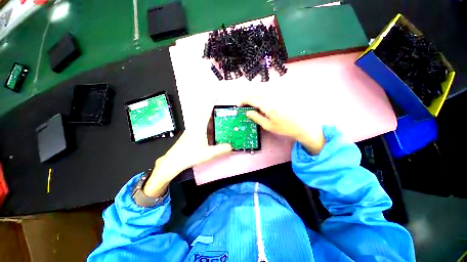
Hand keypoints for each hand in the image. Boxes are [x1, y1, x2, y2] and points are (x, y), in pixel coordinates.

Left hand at [143, 103, 231, 196]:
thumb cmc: (190, 156)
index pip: (206, 112)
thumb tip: (231, 146)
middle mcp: (194, 126)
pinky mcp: (188, 133)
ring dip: (205, 111)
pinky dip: (203, 119)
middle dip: (207, 103)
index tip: (216, 95)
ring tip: (214, 112)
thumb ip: (220, 149)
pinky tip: (207, 125)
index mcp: (199, 128)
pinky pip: (197, 122)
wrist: (173, 161)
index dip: (211, 103)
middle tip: (215, 99)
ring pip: (198, 116)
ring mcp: (190, 129)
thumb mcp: (208, 154)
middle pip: (200, 111)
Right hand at [242, 96, 324, 154]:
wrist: (303, 125)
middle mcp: (272, 97)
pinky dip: (263, 90)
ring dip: (254, 91)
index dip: (243, 101)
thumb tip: (247, 112)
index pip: (252, 99)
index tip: (239, 104)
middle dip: (248, 95)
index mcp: (267, 106)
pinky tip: (262, 96)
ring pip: (263, 88)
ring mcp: (278, 94)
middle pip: (256, 91)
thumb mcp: (268, 126)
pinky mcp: (283, 93)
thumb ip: (256, 117)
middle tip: (244, 101)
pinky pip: (270, 88)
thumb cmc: (284, 128)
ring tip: (251, 98)